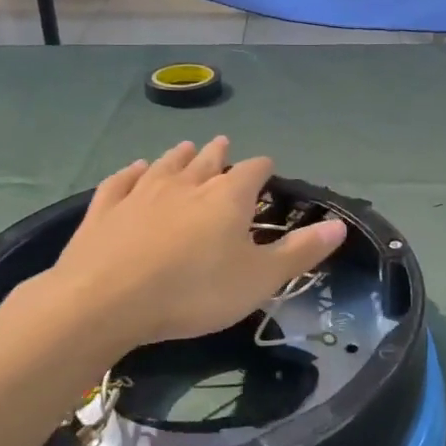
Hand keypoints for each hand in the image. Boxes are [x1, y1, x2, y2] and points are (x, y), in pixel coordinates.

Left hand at [32, 138, 346, 351]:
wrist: (105, 300)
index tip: (267, 170)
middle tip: (224, 145)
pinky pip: (122, 180)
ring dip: (179, 156)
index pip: (253, 170)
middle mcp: (187, 183)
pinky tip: (134, 168)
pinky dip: (131, 172)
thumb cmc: (193, 291)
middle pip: (208, 160)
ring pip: (166, 164)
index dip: (262, 168)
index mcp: (228, 197)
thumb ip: (300, 252)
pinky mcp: (105, 207)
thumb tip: (340, 225)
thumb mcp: (259, 279)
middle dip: (219, 153)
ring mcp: (142, 191)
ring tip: (186, 148)